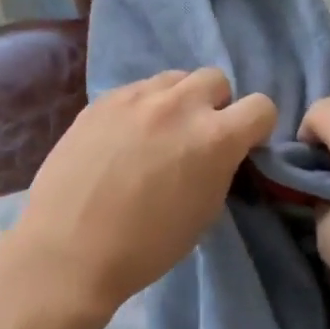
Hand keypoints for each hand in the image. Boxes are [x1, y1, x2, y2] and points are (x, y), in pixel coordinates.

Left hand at [9, 68, 276, 321]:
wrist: (68, 250)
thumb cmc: (146, 247)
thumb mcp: (204, 212)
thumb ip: (220, 168)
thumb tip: (218, 152)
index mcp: (215, 137)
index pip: (261, 106)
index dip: (256, 128)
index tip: (242, 146)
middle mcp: (179, 105)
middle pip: (216, 79)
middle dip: (216, 105)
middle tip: (197, 137)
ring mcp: (136, 97)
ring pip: (174, 78)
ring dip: (178, 100)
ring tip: (159, 134)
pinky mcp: (101, 100)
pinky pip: (136, 90)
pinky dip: (142, 108)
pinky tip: (123, 139)